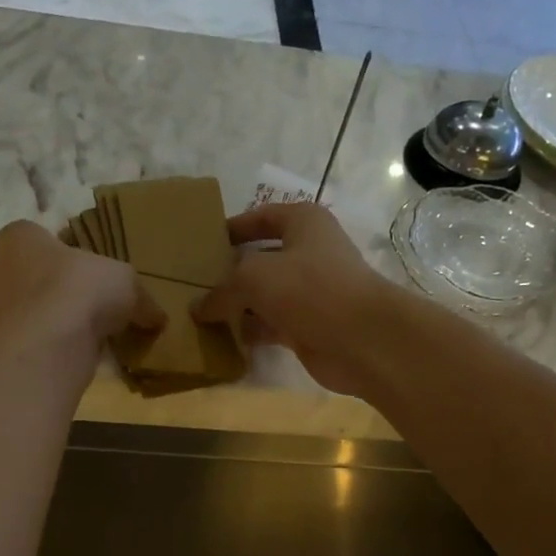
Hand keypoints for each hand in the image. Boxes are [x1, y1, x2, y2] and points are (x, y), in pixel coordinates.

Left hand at [0, 220, 163, 352]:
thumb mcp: (125, 282)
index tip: (95, 273)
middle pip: (38, 278)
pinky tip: (82, 357)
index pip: (43, 238)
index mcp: (19, 237)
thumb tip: (158, 318)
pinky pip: (38, 343)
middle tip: (98, 307)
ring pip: (36, 314)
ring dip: (61, 324)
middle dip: (65, 292)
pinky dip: (57, 350)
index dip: (71, 254)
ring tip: (94, 337)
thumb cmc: (78, 289)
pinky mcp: (5, 348)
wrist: (46, 345)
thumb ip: (142, 298)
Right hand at [194, 203, 397, 395]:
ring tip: (201, 314)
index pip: (261, 217)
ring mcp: (310, 292)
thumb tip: (198, 308)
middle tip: (195, 284)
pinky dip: (251, 331)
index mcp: (303, 223)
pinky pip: (271, 324)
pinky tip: (225, 338)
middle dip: (230, 271)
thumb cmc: (310, 289)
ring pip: (265, 295)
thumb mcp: (254, 277)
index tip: (203, 244)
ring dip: (238, 305)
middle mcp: (309, 253)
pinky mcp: (309, 326)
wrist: (361, 339)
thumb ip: (221, 290)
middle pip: (261, 258)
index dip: (233, 227)